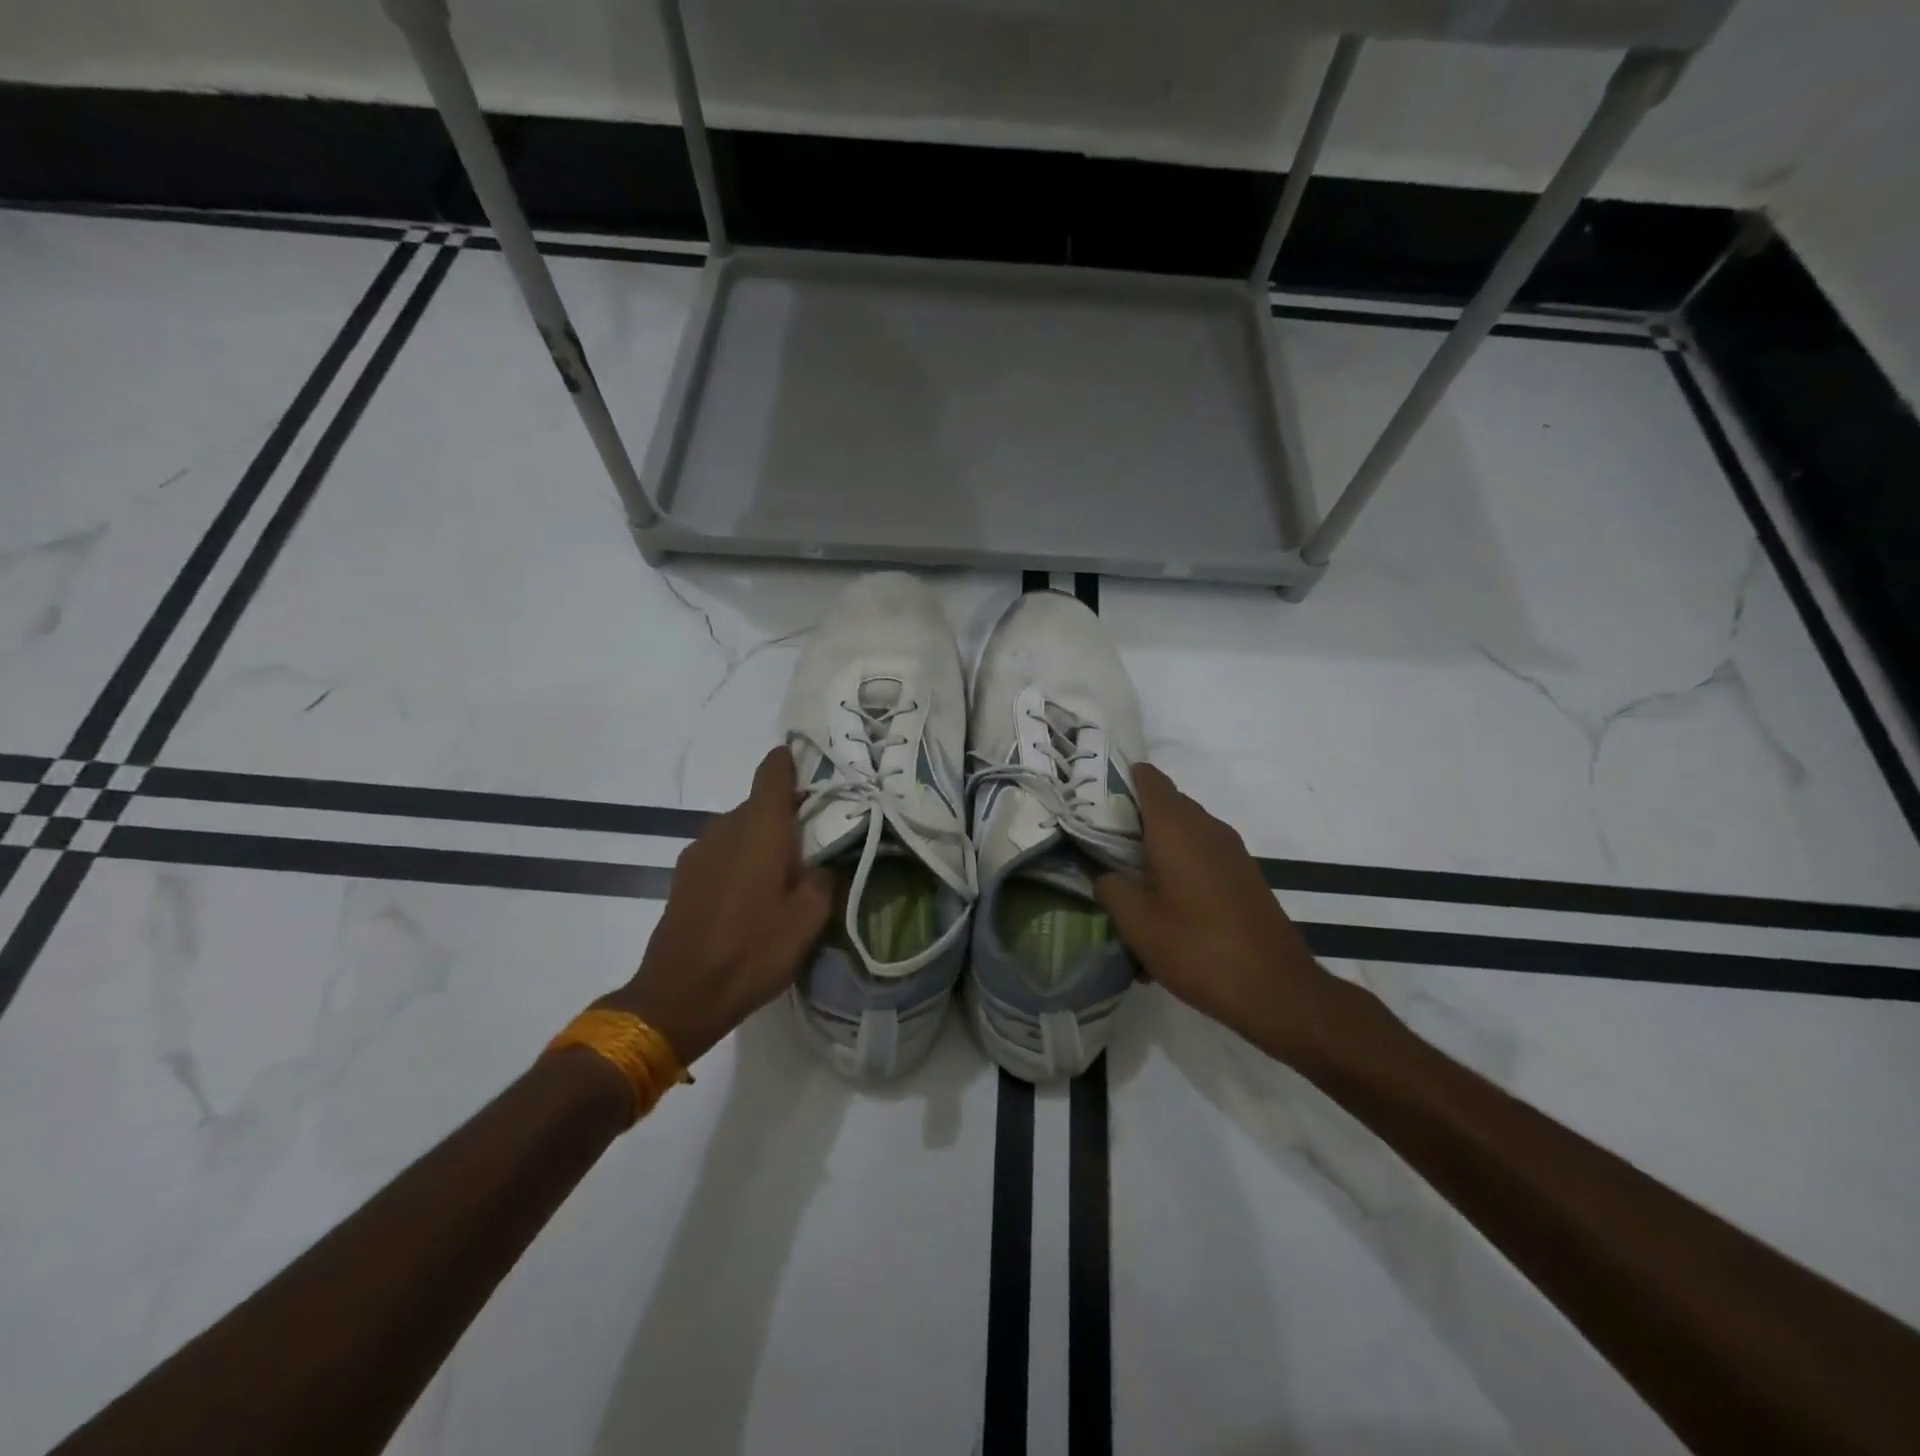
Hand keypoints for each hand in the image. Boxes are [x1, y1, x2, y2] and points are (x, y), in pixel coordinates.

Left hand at [602, 748, 832, 1065]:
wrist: (681, 994)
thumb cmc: (754, 949)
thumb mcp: (810, 917)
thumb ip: (825, 875)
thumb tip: (827, 858)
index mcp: (760, 826)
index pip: (774, 771)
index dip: (792, 762)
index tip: (813, 767)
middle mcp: (726, 826)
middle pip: (760, 804)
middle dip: (787, 815)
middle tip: (815, 842)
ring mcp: (698, 850)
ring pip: (740, 830)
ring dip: (762, 841)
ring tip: (784, 874)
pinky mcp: (683, 876)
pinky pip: (722, 852)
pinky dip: (741, 861)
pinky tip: (752, 896)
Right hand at [1094, 765, 1357, 1068]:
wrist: (1275, 989)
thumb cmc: (1197, 949)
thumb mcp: (1137, 923)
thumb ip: (1110, 888)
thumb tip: (1103, 873)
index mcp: (1176, 828)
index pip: (1148, 779)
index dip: (1120, 779)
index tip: (1093, 798)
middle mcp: (1206, 828)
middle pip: (1165, 803)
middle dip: (1133, 815)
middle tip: (1099, 839)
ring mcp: (1231, 851)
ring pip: (1185, 830)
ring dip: (1157, 843)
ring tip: (1128, 873)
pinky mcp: (1243, 874)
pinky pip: (1203, 852)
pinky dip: (1180, 863)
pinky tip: (1165, 902)